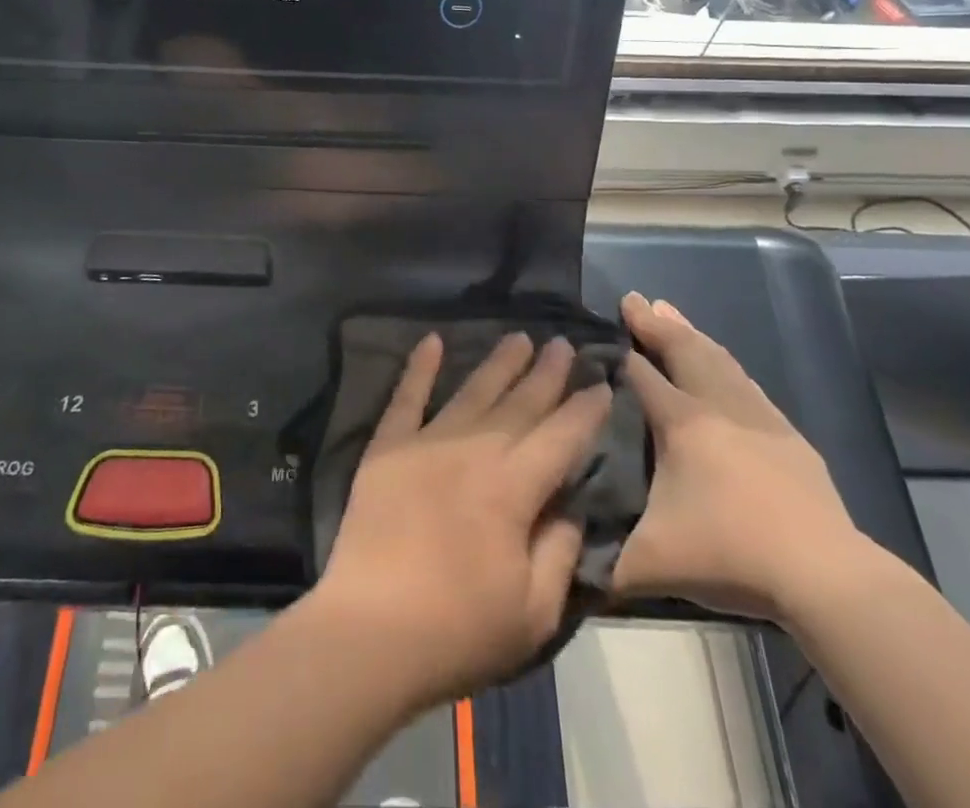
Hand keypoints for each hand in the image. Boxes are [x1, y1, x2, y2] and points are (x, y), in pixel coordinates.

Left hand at [313, 333, 612, 706]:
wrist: (369, 632)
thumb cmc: (458, 630)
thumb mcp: (534, 612)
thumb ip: (560, 551)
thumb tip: (571, 505)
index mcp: (512, 488)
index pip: (560, 436)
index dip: (584, 409)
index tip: (601, 383)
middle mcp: (473, 450)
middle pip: (519, 404)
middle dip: (546, 373)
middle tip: (562, 343)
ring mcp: (426, 442)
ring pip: (472, 391)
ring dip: (498, 363)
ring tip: (518, 337)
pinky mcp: (387, 447)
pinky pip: (406, 397)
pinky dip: (419, 367)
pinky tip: (431, 340)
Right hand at [611, 294, 869, 623]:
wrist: (823, 575)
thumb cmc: (731, 555)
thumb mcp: (652, 563)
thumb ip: (602, 563)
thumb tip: (563, 563)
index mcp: (681, 424)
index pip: (641, 375)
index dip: (618, 353)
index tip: (597, 335)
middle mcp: (717, 406)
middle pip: (681, 350)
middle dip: (654, 323)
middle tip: (633, 297)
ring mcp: (757, 416)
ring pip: (716, 358)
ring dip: (690, 333)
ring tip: (670, 311)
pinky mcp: (786, 435)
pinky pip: (745, 380)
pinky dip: (723, 360)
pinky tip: (722, 362)